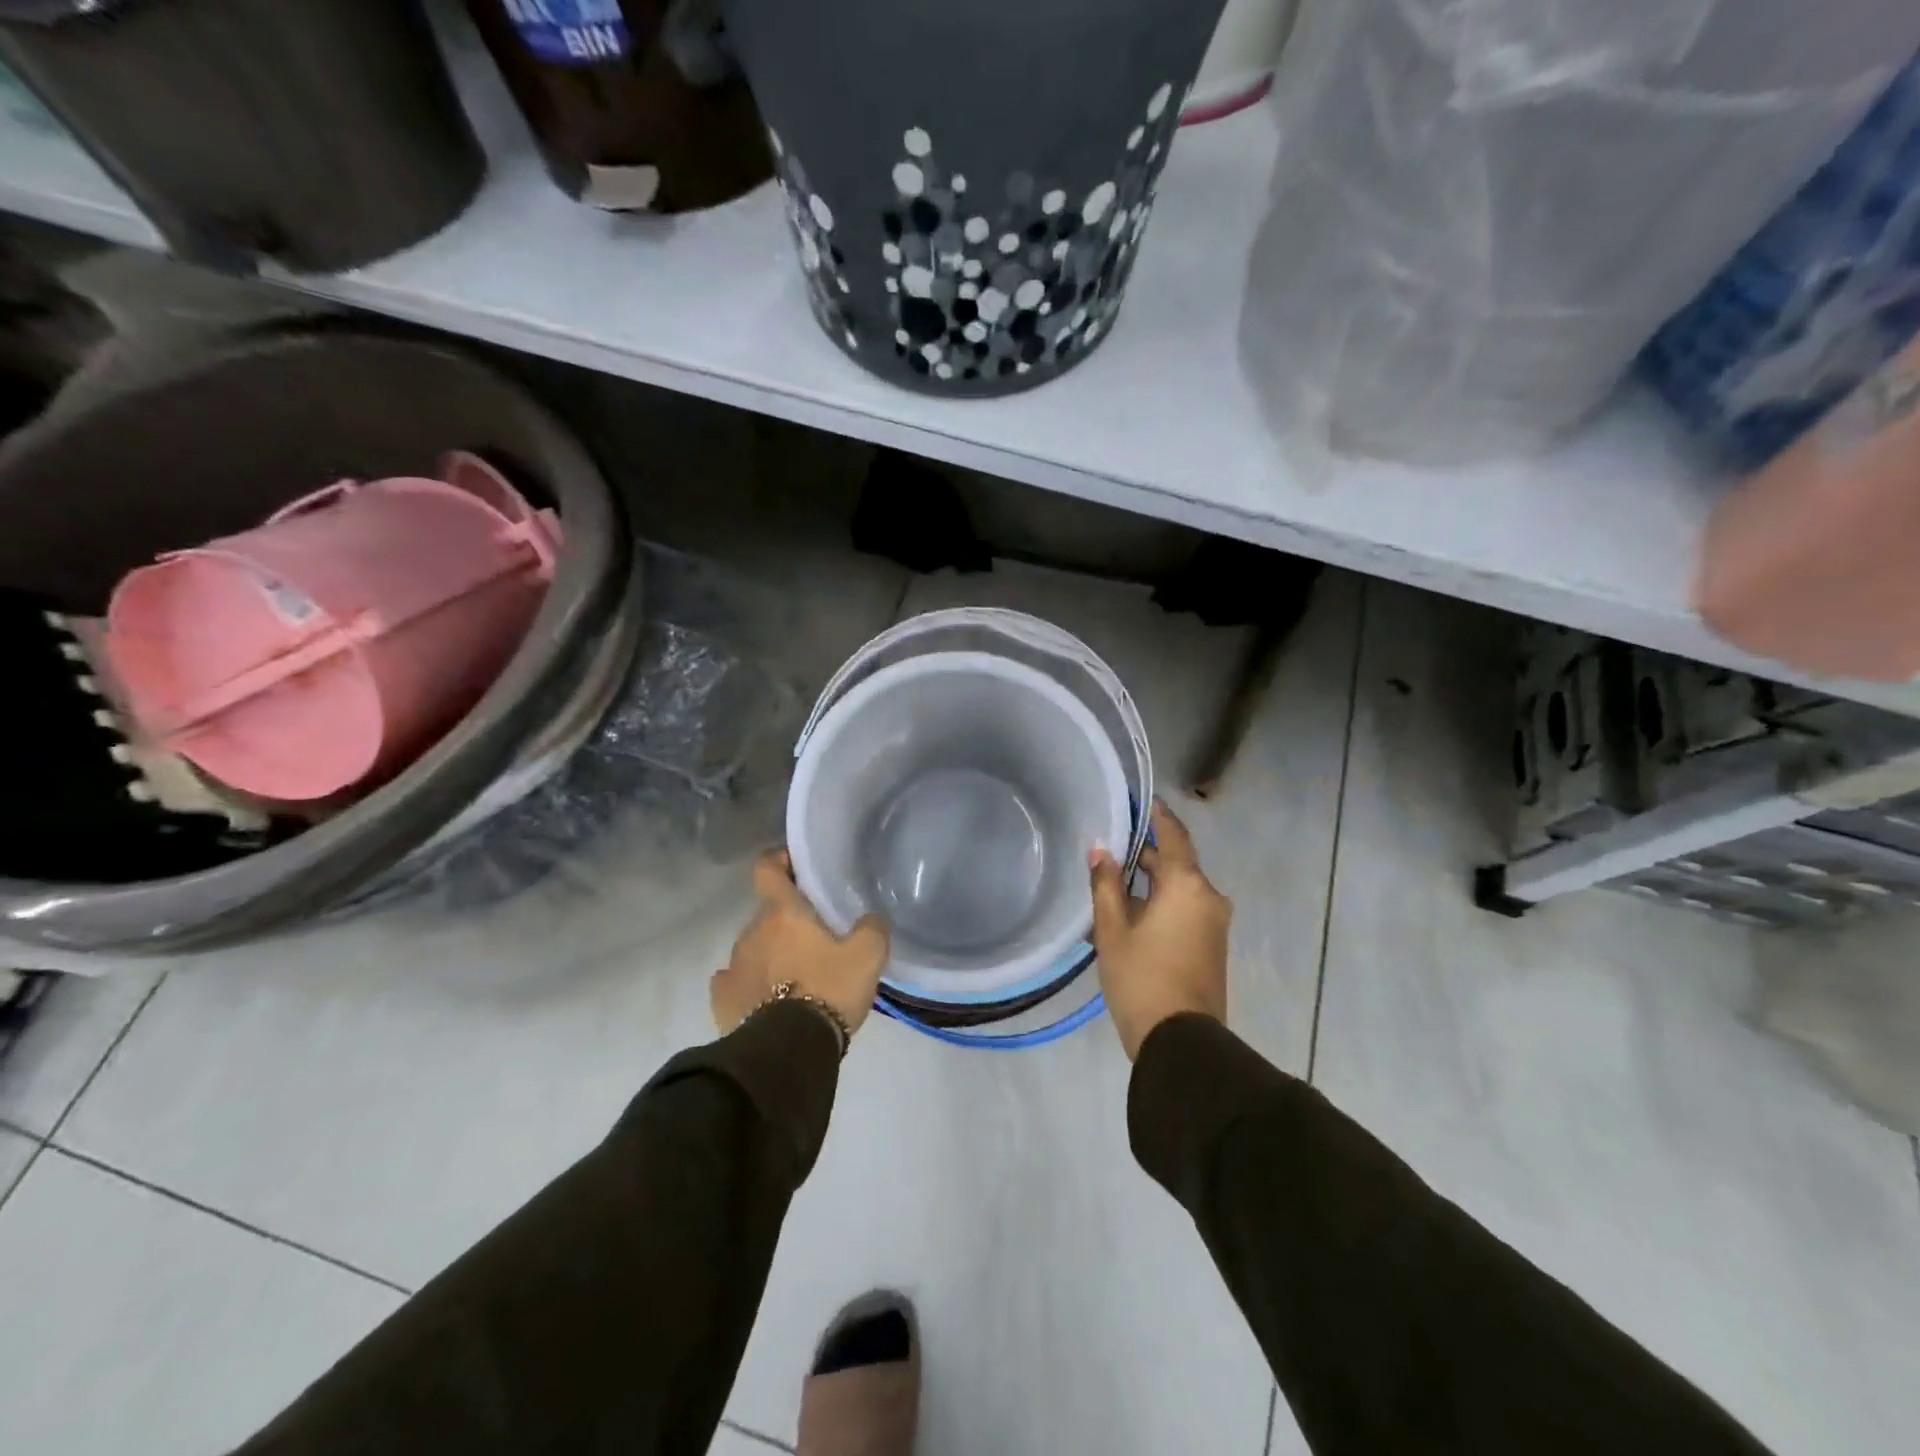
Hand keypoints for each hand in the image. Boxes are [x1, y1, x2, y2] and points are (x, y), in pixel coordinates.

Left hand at [711, 849, 889, 1039]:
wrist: (788, 1050)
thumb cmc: (828, 990)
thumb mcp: (868, 956)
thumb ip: (872, 928)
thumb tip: (870, 919)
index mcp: (783, 912)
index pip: (767, 868)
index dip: (779, 860)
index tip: (794, 865)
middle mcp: (751, 931)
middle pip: (767, 913)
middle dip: (788, 920)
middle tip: (816, 937)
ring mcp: (732, 965)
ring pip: (754, 946)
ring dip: (771, 953)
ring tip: (796, 976)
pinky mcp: (722, 999)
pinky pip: (735, 980)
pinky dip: (750, 983)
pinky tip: (766, 998)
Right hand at [1090, 800, 1229, 1060]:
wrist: (1181, 1042)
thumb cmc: (1141, 978)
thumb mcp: (1113, 930)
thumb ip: (1106, 885)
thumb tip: (1102, 850)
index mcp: (1187, 885)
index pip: (1174, 834)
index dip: (1157, 815)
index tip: (1139, 799)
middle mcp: (1208, 896)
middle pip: (1177, 862)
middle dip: (1147, 852)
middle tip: (1111, 845)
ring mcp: (1215, 922)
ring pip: (1181, 887)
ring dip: (1153, 881)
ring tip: (1115, 881)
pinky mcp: (1213, 944)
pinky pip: (1187, 908)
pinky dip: (1163, 901)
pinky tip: (1133, 911)